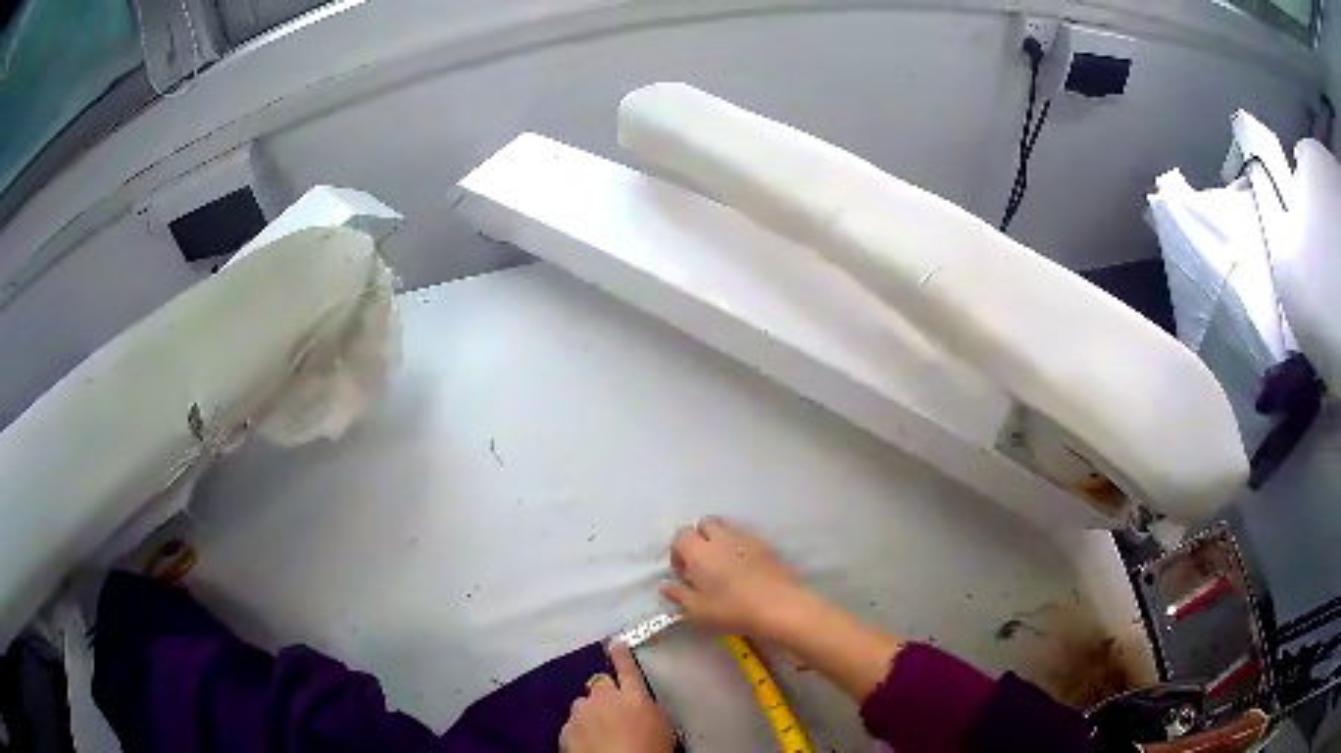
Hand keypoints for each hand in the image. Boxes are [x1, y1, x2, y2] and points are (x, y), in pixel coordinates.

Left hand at [560, 641, 675, 752]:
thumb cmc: (651, 749)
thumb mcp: (662, 726)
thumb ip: (648, 708)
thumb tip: (641, 704)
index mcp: (634, 695)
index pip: (627, 667)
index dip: (620, 654)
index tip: (614, 641)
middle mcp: (605, 697)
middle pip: (599, 683)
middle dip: (603, 691)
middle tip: (610, 707)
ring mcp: (582, 712)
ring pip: (582, 704)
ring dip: (589, 711)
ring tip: (598, 729)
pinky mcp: (566, 729)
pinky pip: (572, 725)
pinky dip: (579, 731)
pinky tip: (587, 743)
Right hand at [661, 517, 815, 639]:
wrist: (780, 607)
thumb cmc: (731, 610)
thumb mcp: (697, 611)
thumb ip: (678, 596)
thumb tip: (665, 586)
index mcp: (699, 550)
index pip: (680, 535)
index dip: (677, 552)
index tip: (683, 574)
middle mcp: (722, 537)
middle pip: (705, 523)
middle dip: (699, 538)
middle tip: (702, 565)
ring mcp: (747, 539)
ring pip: (727, 529)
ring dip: (720, 542)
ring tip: (724, 568)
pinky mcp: (767, 547)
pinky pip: (747, 539)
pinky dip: (741, 549)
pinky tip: (746, 571)